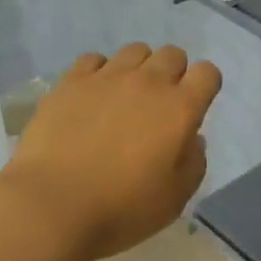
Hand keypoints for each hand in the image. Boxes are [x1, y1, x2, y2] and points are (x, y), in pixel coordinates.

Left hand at [0, 42, 222, 260]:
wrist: (52, 206)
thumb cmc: (121, 209)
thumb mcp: (175, 199)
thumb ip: (193, 163)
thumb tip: (192, 138)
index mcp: (179, 108)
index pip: (207, 73)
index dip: (205, 86)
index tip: (194, 107)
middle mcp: (148, 82)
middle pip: (172, 54)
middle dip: (173, 73)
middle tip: (159, 104)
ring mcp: (107, 77)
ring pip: (135, 51)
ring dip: (138, 68)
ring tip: (125, 96)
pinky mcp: (72, 81)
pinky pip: (94, 59)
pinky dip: (99, 72)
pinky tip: (92, 95)